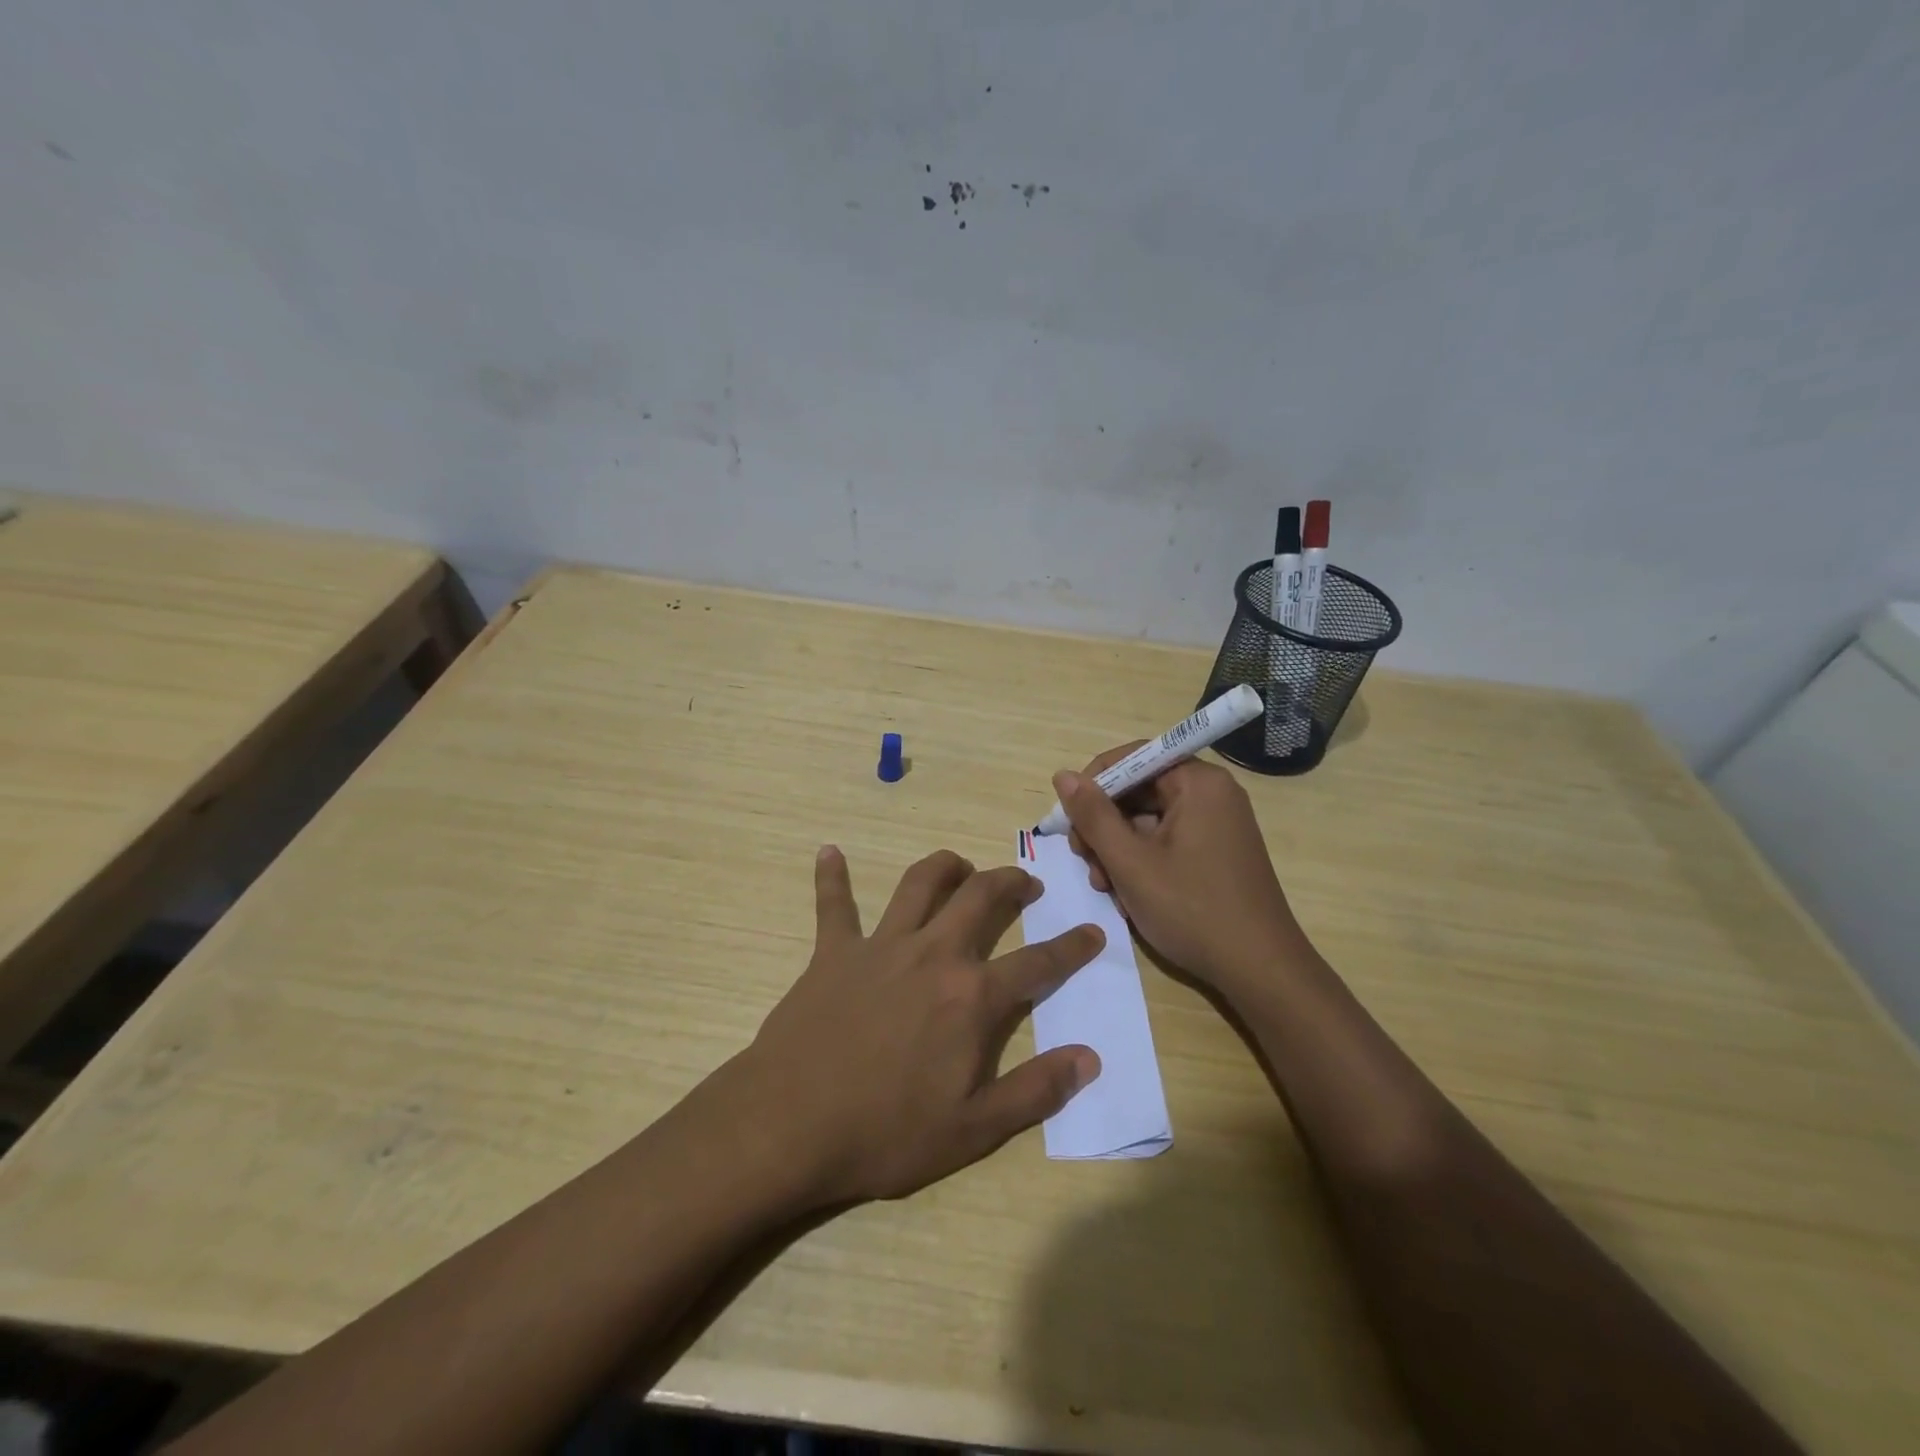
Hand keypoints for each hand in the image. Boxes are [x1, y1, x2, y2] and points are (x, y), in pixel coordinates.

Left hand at [742, 846, 1102, 1205]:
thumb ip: (1036, 1091)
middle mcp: (932, 954)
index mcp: (971, 997)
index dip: (1072, 947)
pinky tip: (828, 852)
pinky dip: (832, 877)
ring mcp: (880, 947)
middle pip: (980, 899)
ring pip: (919, 884)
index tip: (1093, 931)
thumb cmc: (886, 1134)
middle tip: (1024, 882)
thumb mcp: (973, 1129)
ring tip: (960, 866)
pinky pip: (833, 905)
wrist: (790, 1126)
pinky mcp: (834, 951)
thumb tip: (1089, 1058)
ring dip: (944, 867)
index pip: (1037, 964)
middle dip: (1009, 882)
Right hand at [1055, 747, 1310, 995]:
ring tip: (1105, 886)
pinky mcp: (1216, 850)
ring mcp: (1217, 823)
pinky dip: (1141, 860)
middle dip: (1104, 824)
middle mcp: (1211, 793)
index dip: (1094, 784)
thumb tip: (1062, 776)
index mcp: (1198, 783)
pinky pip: (1167, 840)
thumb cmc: (1192, 910)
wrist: (1260, 970)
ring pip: (1148, 819)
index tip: (1070, 820)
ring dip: (1117, 848)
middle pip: (1138, 790)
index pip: (1132, 758)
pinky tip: (1128, 894)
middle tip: (1085, 861)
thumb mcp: (1130, 862)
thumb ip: (1093, 815)